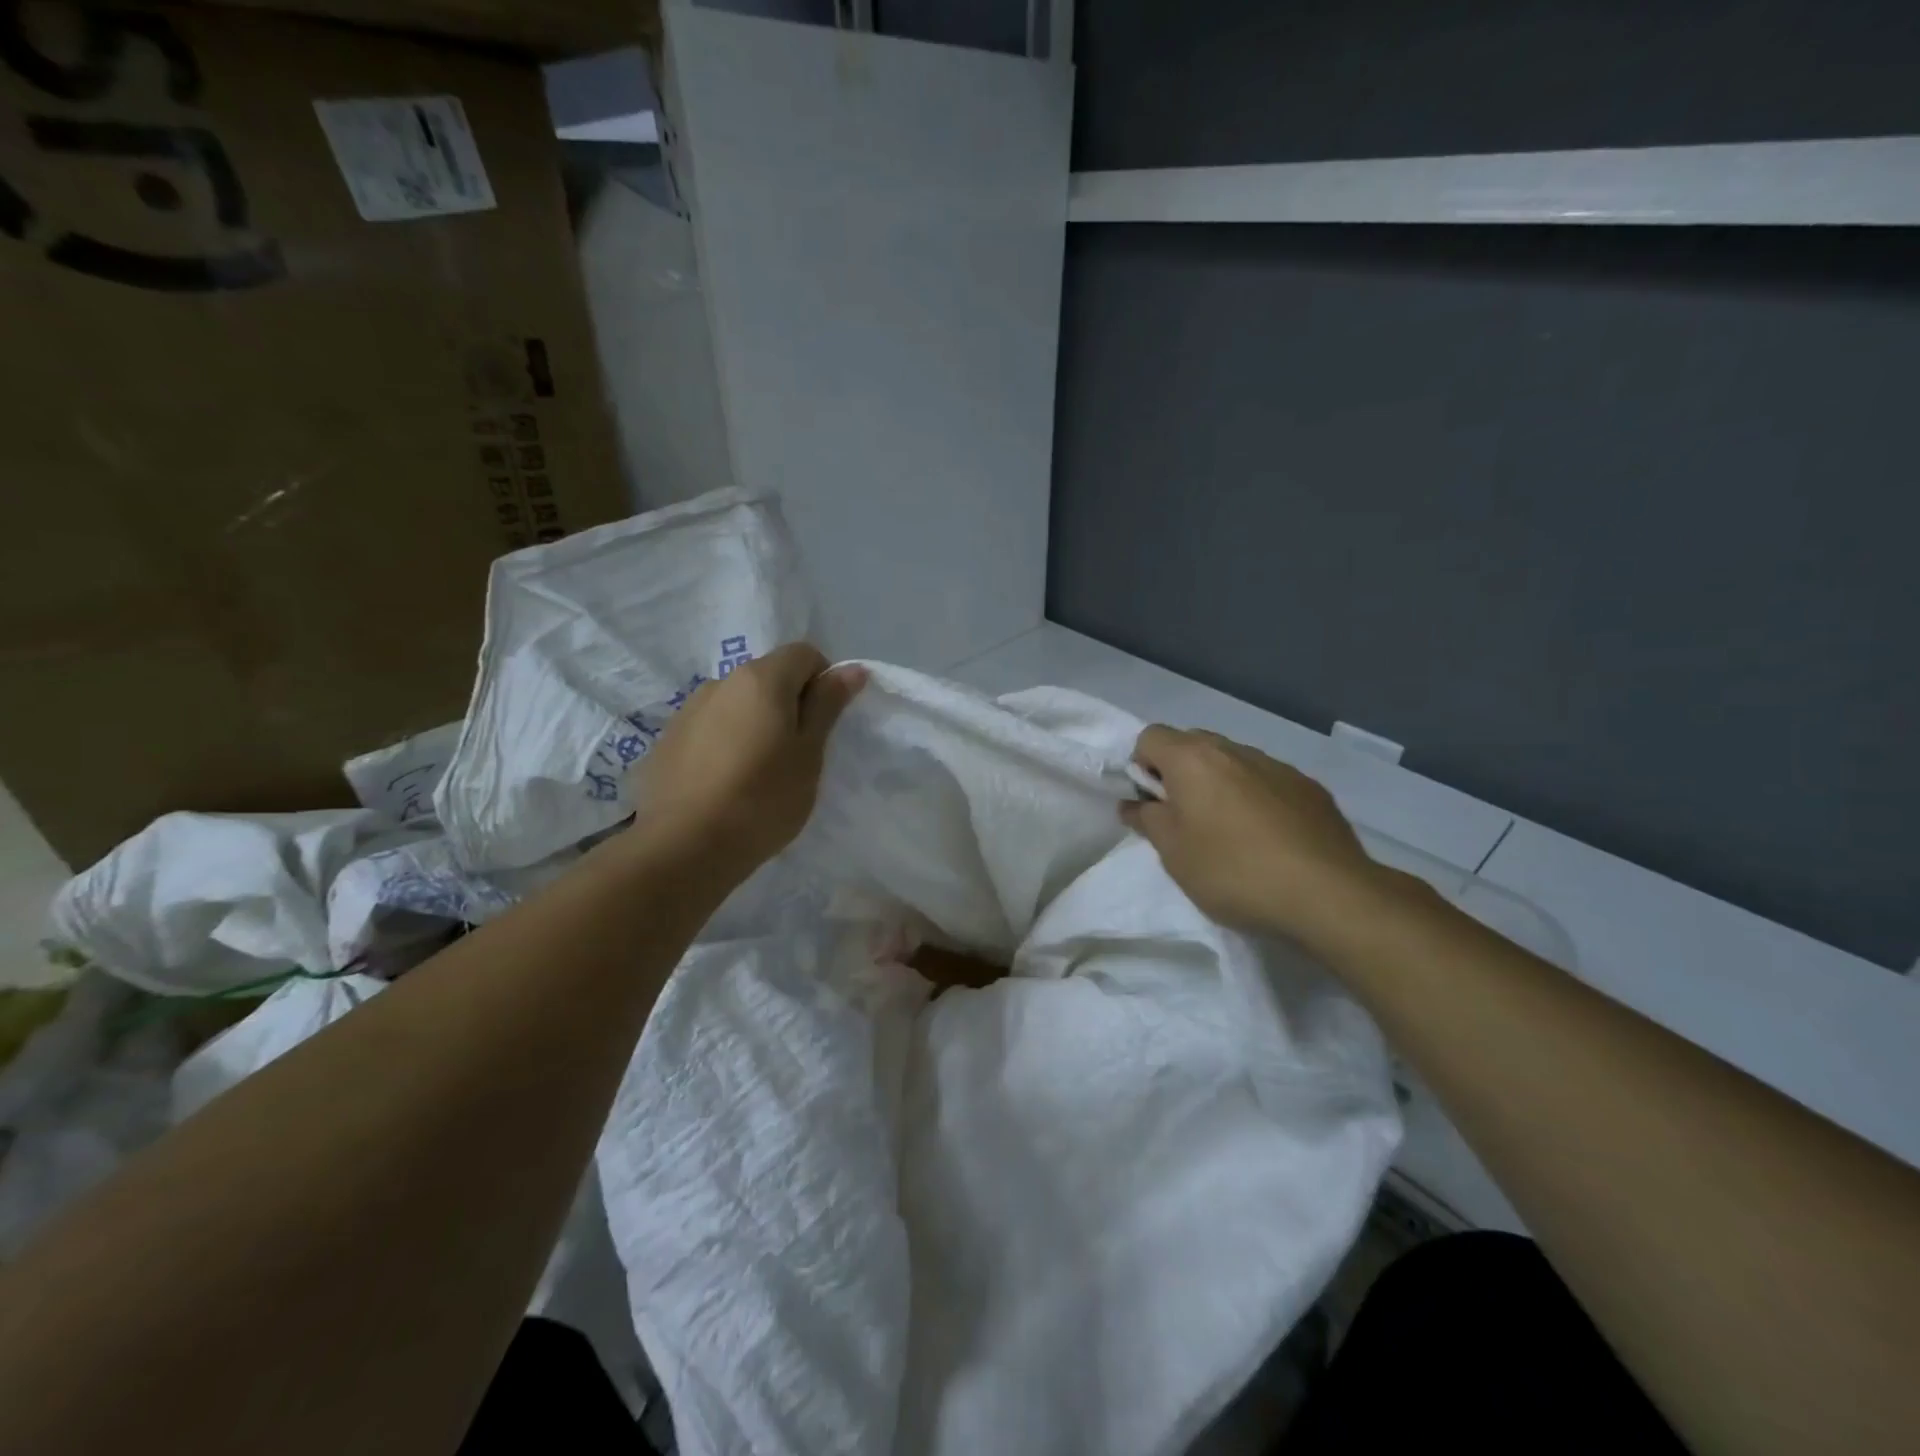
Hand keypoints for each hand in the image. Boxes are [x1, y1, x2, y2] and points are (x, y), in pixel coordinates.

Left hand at [632, 643, 865, 880]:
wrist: (685, 847)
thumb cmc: (763, 799)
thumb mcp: (809, 754)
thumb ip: (827, 705)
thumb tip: (851, 669)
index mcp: (761, 679)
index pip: (804, 654)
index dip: (823, 681)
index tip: (825, 724)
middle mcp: (721, 682)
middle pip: (768, 677)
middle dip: (789, 704)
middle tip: (797, 753)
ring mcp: (688, 710)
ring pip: (737, 704)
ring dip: (755, 723)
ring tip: (757, 772)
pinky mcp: (667, 740)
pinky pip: (709, 728)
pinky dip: (725, 743)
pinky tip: (724, 784)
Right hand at [1120, 725, 1384, 944]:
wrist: (1327, 893)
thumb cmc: (1233, 870)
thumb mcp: (1173, 853)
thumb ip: (1147, 820)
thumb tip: (1134, 803)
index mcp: (1193, 758)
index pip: (1150, 736)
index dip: (1141, 767)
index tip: (1152, 805)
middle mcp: (1234, 750)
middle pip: (1191, 744)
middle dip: (1179, 774)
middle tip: (1184, 820)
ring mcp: (1276, 765)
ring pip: (1232, 763)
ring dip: (1219, 786)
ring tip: (1230, 834)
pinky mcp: (1309, 787)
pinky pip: (1267, 782)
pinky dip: (1256, 799)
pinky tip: (1268, 840)